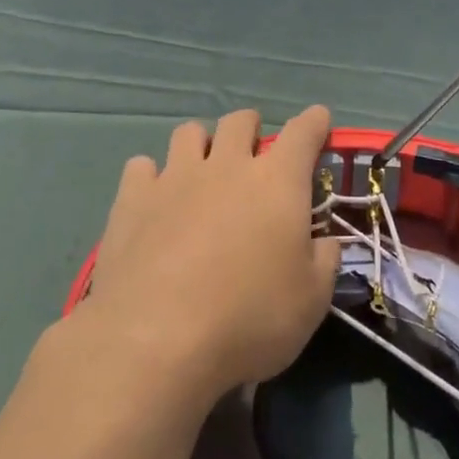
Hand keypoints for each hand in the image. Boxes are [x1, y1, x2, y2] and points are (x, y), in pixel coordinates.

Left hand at [82, 106, 340, 404]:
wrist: (157, 339)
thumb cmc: (249, 319)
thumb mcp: (311, 302)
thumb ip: (324, 262)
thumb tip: (325, 242)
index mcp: (277, 182)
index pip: (303, 133)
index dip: (314, 122)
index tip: (318, 119)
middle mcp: (226, 165)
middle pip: (240, 121)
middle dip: (251, 129)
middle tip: (252, 156)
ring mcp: (176, 177)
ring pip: (189, 132)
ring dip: (201, 145)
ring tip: (201, 173)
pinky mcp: (133, 199)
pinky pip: (142, 166)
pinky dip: (151, 177)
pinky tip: (154, 201)